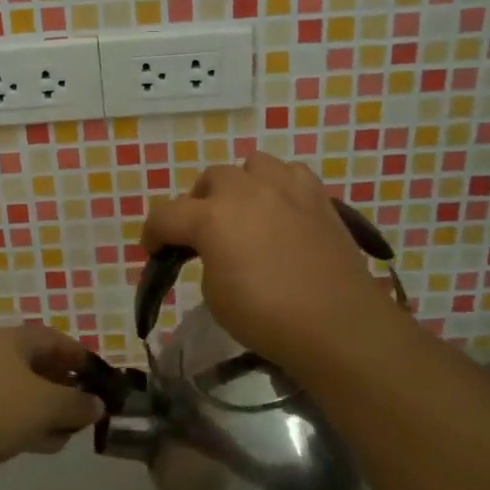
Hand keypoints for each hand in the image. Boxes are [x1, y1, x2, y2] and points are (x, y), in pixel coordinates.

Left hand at [0, 324, 105, 476]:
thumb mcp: (46, 406)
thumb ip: (77, 404)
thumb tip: (96, 405)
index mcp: (8, 338)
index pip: (52, 338)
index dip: (78, 356)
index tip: (97, 376)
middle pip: (34, 364)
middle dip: (62, 387)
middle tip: (82, 408)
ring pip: (17, 390)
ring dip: (44, 410)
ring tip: (65, 434)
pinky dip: (22, 422)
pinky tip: (39, 444)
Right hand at [140, 154, 406, 377]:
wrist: (337, 324)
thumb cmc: (267, 317)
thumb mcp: (215, 296)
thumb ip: (207, 259)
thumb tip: (217, 249)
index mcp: (211, 217)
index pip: (166, 214)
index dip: (152, 233)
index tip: (153, 251)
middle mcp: (245, 191)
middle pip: (210, 179)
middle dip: (198, 203)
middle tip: (203, 234)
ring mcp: (286, 188)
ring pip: (252, 164)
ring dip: (241, 185)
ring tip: (245, 211)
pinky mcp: (318, 197)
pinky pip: (291, 174)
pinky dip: (279, 186)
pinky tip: (281, 210)